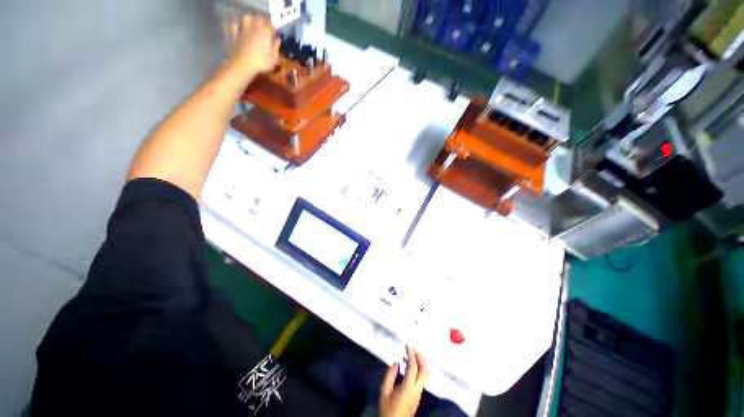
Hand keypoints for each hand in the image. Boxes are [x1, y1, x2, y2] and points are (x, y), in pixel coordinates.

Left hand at [228, 14, 279, 78]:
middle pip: (259, 18)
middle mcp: (254, 27)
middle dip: (263, 21)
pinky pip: (235, 25)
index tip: (275, 34)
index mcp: (265, 32)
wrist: (243, 64)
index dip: (274, 29)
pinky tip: (240, 26)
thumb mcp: (274, 59)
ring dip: (251, 19)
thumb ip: (276, 48)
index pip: (271, 26)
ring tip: (253, 24)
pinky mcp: (235, 34)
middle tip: (265, 27)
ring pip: (247, 18)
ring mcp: (243, 29)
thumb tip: (277, 40)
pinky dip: (238, 24)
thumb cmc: (261, 63)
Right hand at [379, 347, 429, 416]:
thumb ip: (390, 374)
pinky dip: (418, 369)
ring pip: (424, 375)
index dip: (411, 355)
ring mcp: (419, 393)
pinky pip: (421, 379)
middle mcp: (417, 389)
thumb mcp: (384, 390)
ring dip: (420, 363)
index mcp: (409, 386)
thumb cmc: (388, 408)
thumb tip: (397, 363)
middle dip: (420, 357)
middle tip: (413, 349)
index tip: (408, 346)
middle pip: (424, 370)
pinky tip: (409, 367)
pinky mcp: (417, 396)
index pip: (414, 367)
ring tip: (410, 355)